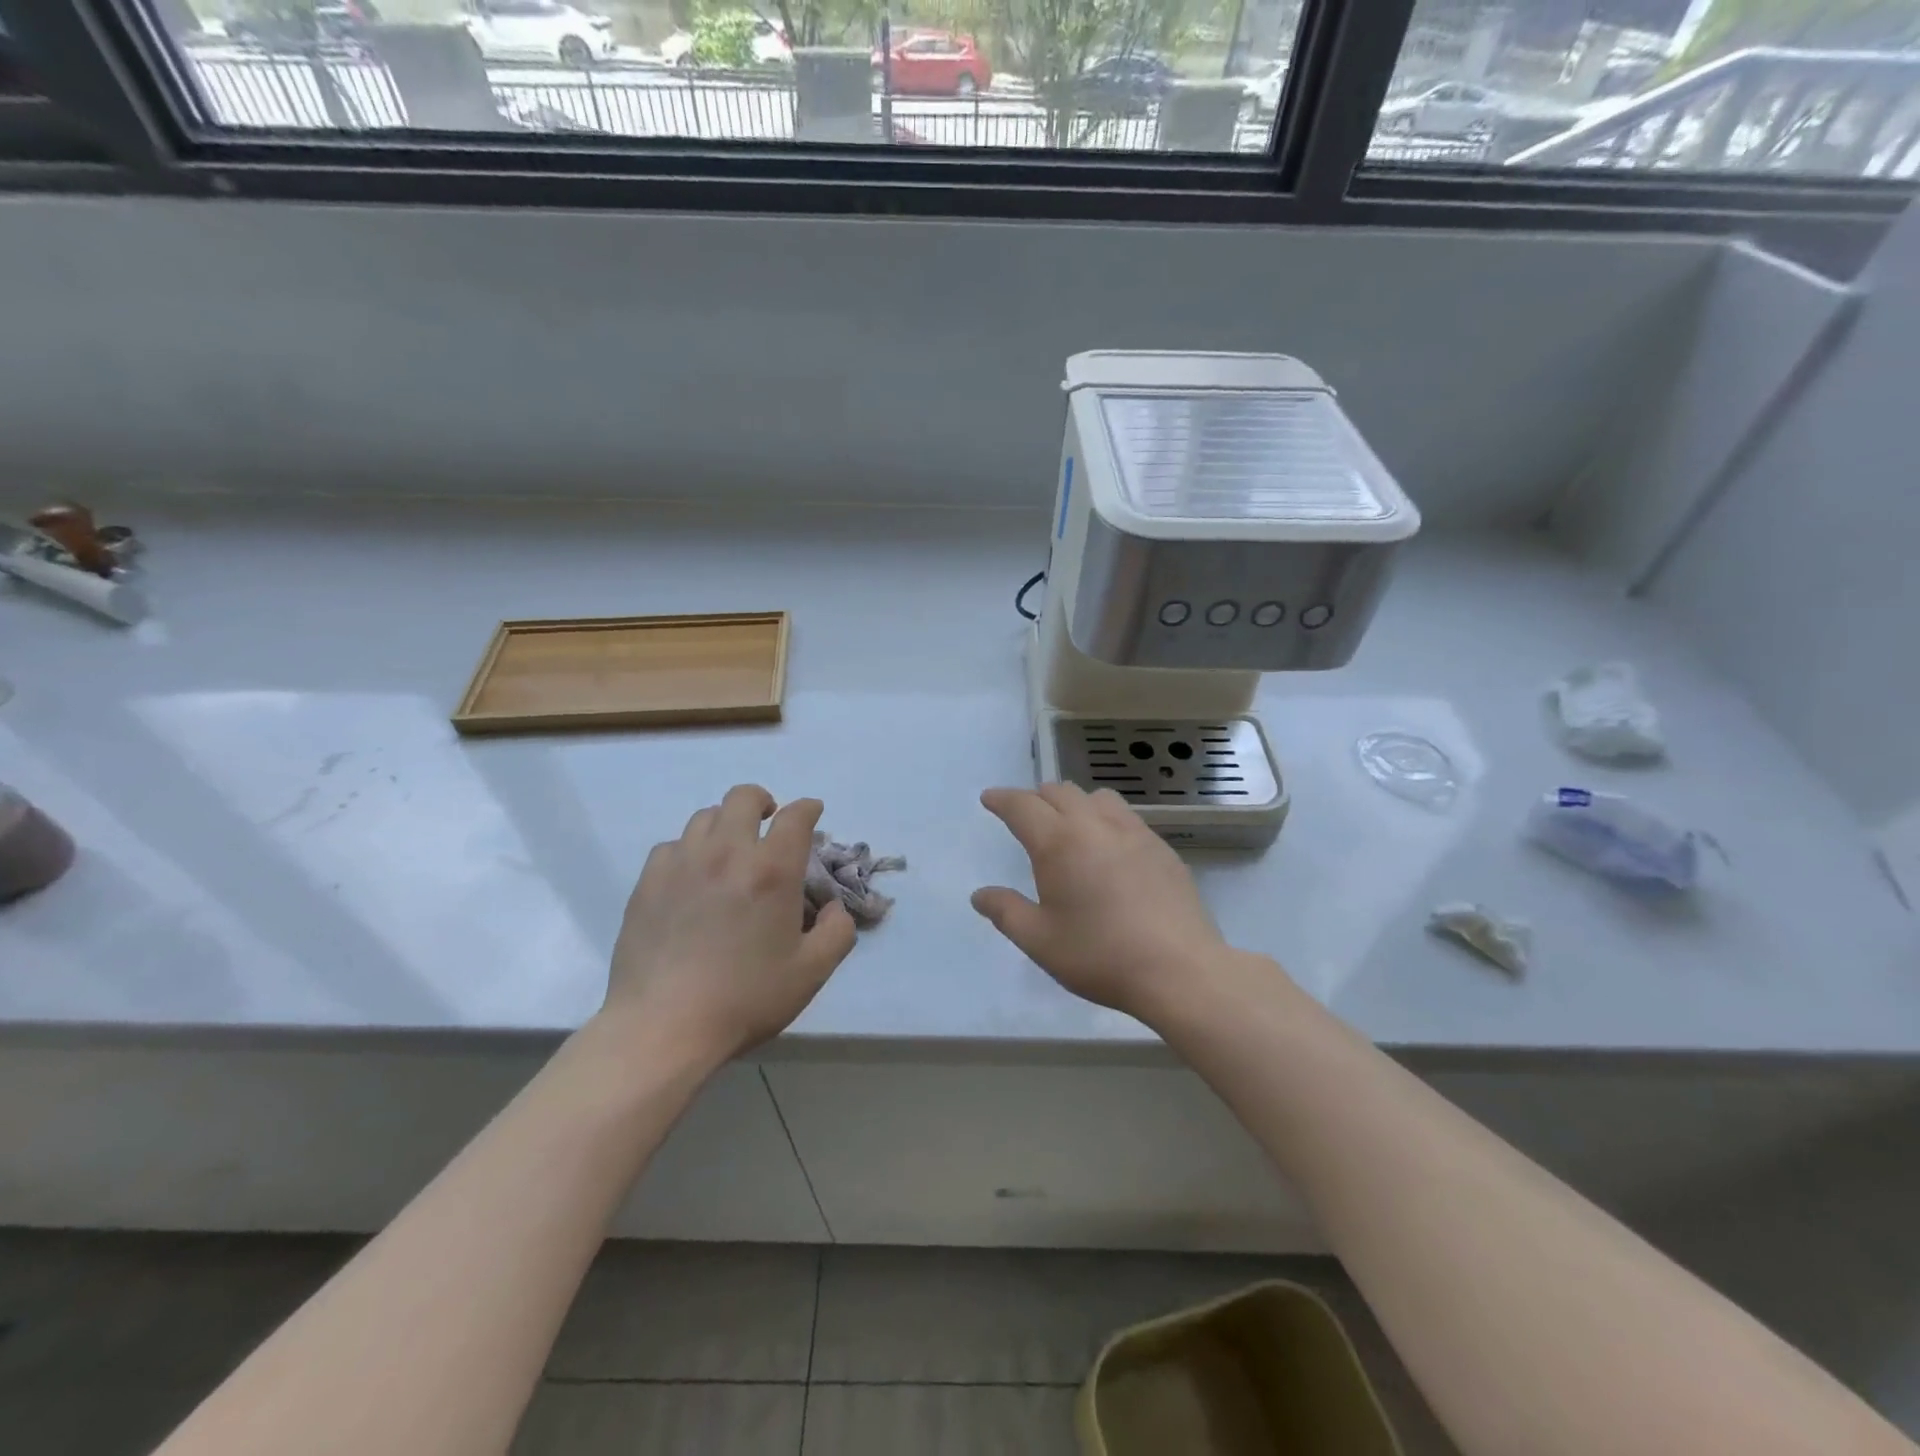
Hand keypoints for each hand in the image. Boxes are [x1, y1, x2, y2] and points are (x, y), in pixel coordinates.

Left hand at [602, 785, 855, 1064]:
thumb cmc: (745, 998)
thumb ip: (837, 932)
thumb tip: (833, 908)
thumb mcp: (812, 972)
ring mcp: (682, 863)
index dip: (808, 808)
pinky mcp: (648, 882)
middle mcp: (727, 853)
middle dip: (763, 802)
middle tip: (768, 824)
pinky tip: (692, 876)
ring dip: (726, 824)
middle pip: (744, 797)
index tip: (812, 814)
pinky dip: (690, 850)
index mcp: (772, 870)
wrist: (663, 1026)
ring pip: (705, 816)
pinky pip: (672, 845)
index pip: (795, 816)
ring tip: (729, 850)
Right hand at [971, 783, 1239, 1024]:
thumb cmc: (1100, 955)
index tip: (990, 798)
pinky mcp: (1161, 847)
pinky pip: (1126, 816)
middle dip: (1036, 798)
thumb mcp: (1040, 941)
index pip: (1022, 806)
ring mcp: (1133, 832)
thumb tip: (980, 895)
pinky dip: (1105, 819)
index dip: (1002, 799)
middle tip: (1026, 816)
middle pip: (1059, 792)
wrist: (1179, 969)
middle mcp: (1094, 825)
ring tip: (1070, 825)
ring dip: (1075, 802)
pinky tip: (1110, 848)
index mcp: (1058, 842)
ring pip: (1097, 797)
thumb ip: (1006, 912)